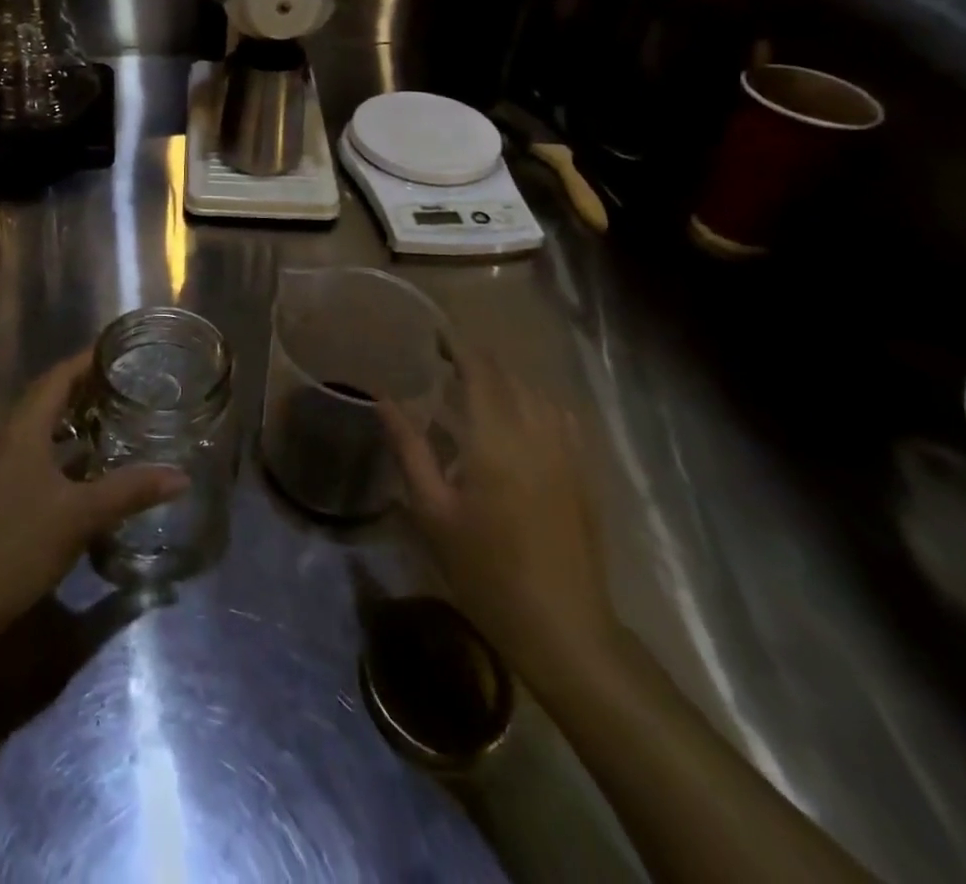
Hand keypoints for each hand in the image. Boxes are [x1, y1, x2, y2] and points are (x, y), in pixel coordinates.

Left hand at [0, 351, 188, 635]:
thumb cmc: (18, 546)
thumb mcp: (81, 516)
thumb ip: (130, 491)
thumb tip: (181, 475)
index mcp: (22, 431)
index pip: (56, 378)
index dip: (85, 360)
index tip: (118, 349)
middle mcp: (7, 441)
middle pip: (45, 398)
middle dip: (82, 385)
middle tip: (122, 380)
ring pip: (39, 428)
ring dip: (72, 418)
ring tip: (110, 415)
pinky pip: (35, 454)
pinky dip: (62, 449)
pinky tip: (86, 468)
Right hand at [380, 356, 617, 678]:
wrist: (562, 628)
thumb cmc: (485, 571)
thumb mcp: (433, 511)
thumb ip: (409, 448)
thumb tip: (382, 398)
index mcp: (496, 439)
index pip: (480, 371)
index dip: (458, 347)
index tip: (434, 337)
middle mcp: (536, 433)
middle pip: (510, 377)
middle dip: (479, 362)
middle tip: (445, 364)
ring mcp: (567, 452)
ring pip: (537, 394)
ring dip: (507, 381)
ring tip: (478, 389)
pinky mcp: (583, 473)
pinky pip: (560, 417)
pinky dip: (536, 403)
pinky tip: (520, 418)